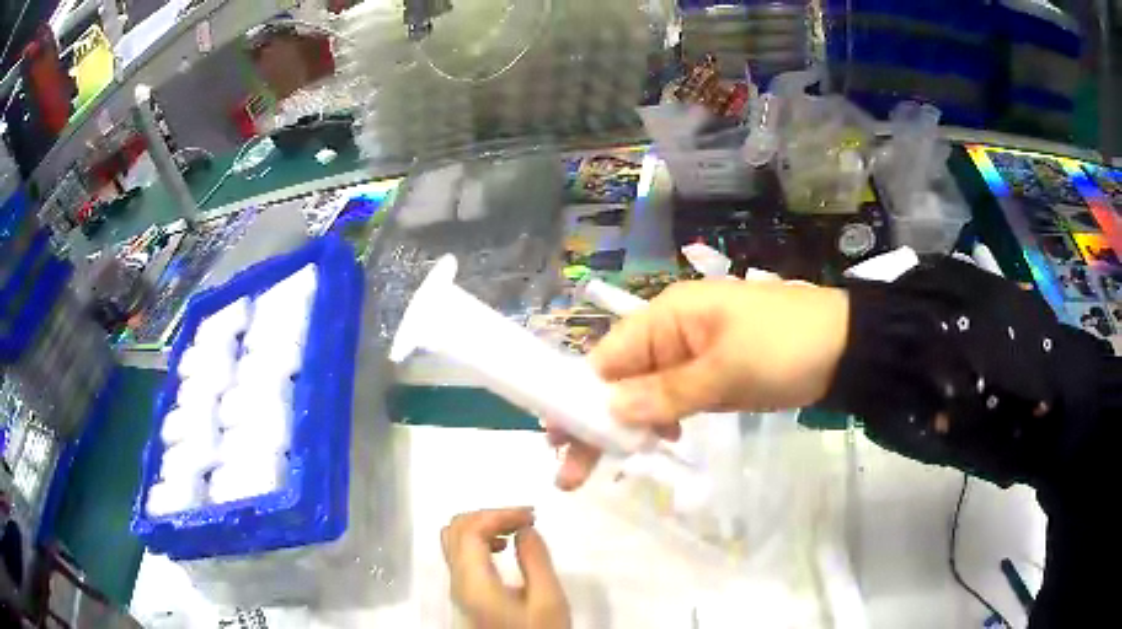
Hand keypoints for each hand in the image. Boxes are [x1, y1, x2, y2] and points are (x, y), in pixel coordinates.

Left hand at [442, 508, 570, 628]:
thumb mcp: (548, 601)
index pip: (470, 529)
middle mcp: (457, 581)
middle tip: (524, 520)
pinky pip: (461, 555)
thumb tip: (525, 528)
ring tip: (515, 531)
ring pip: (454, 540)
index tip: (532, 515)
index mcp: (473, 582)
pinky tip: (503, 549)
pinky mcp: (465, 595)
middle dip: (488, 515)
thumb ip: (536, 561)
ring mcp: (458, 588)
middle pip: (455, 529)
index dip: (499, 513)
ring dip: (482, 526)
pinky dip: (479, 541)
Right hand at [551, 279, 848, 489]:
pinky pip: (675, 396)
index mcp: (669, 315)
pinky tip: (661, 440)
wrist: (845, 347)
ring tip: (616, 462)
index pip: (609, 357)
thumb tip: (610, 411)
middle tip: (571, 472)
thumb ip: (665, 394)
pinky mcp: (713, 372)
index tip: (561, 442)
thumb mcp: (724, 373)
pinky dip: (663, 418)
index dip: (582, 398)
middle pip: (622, 376)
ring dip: (630, 424)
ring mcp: (694, 353)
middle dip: (597, 421)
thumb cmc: (783, 349)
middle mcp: (673, 330)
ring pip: (646, 390)